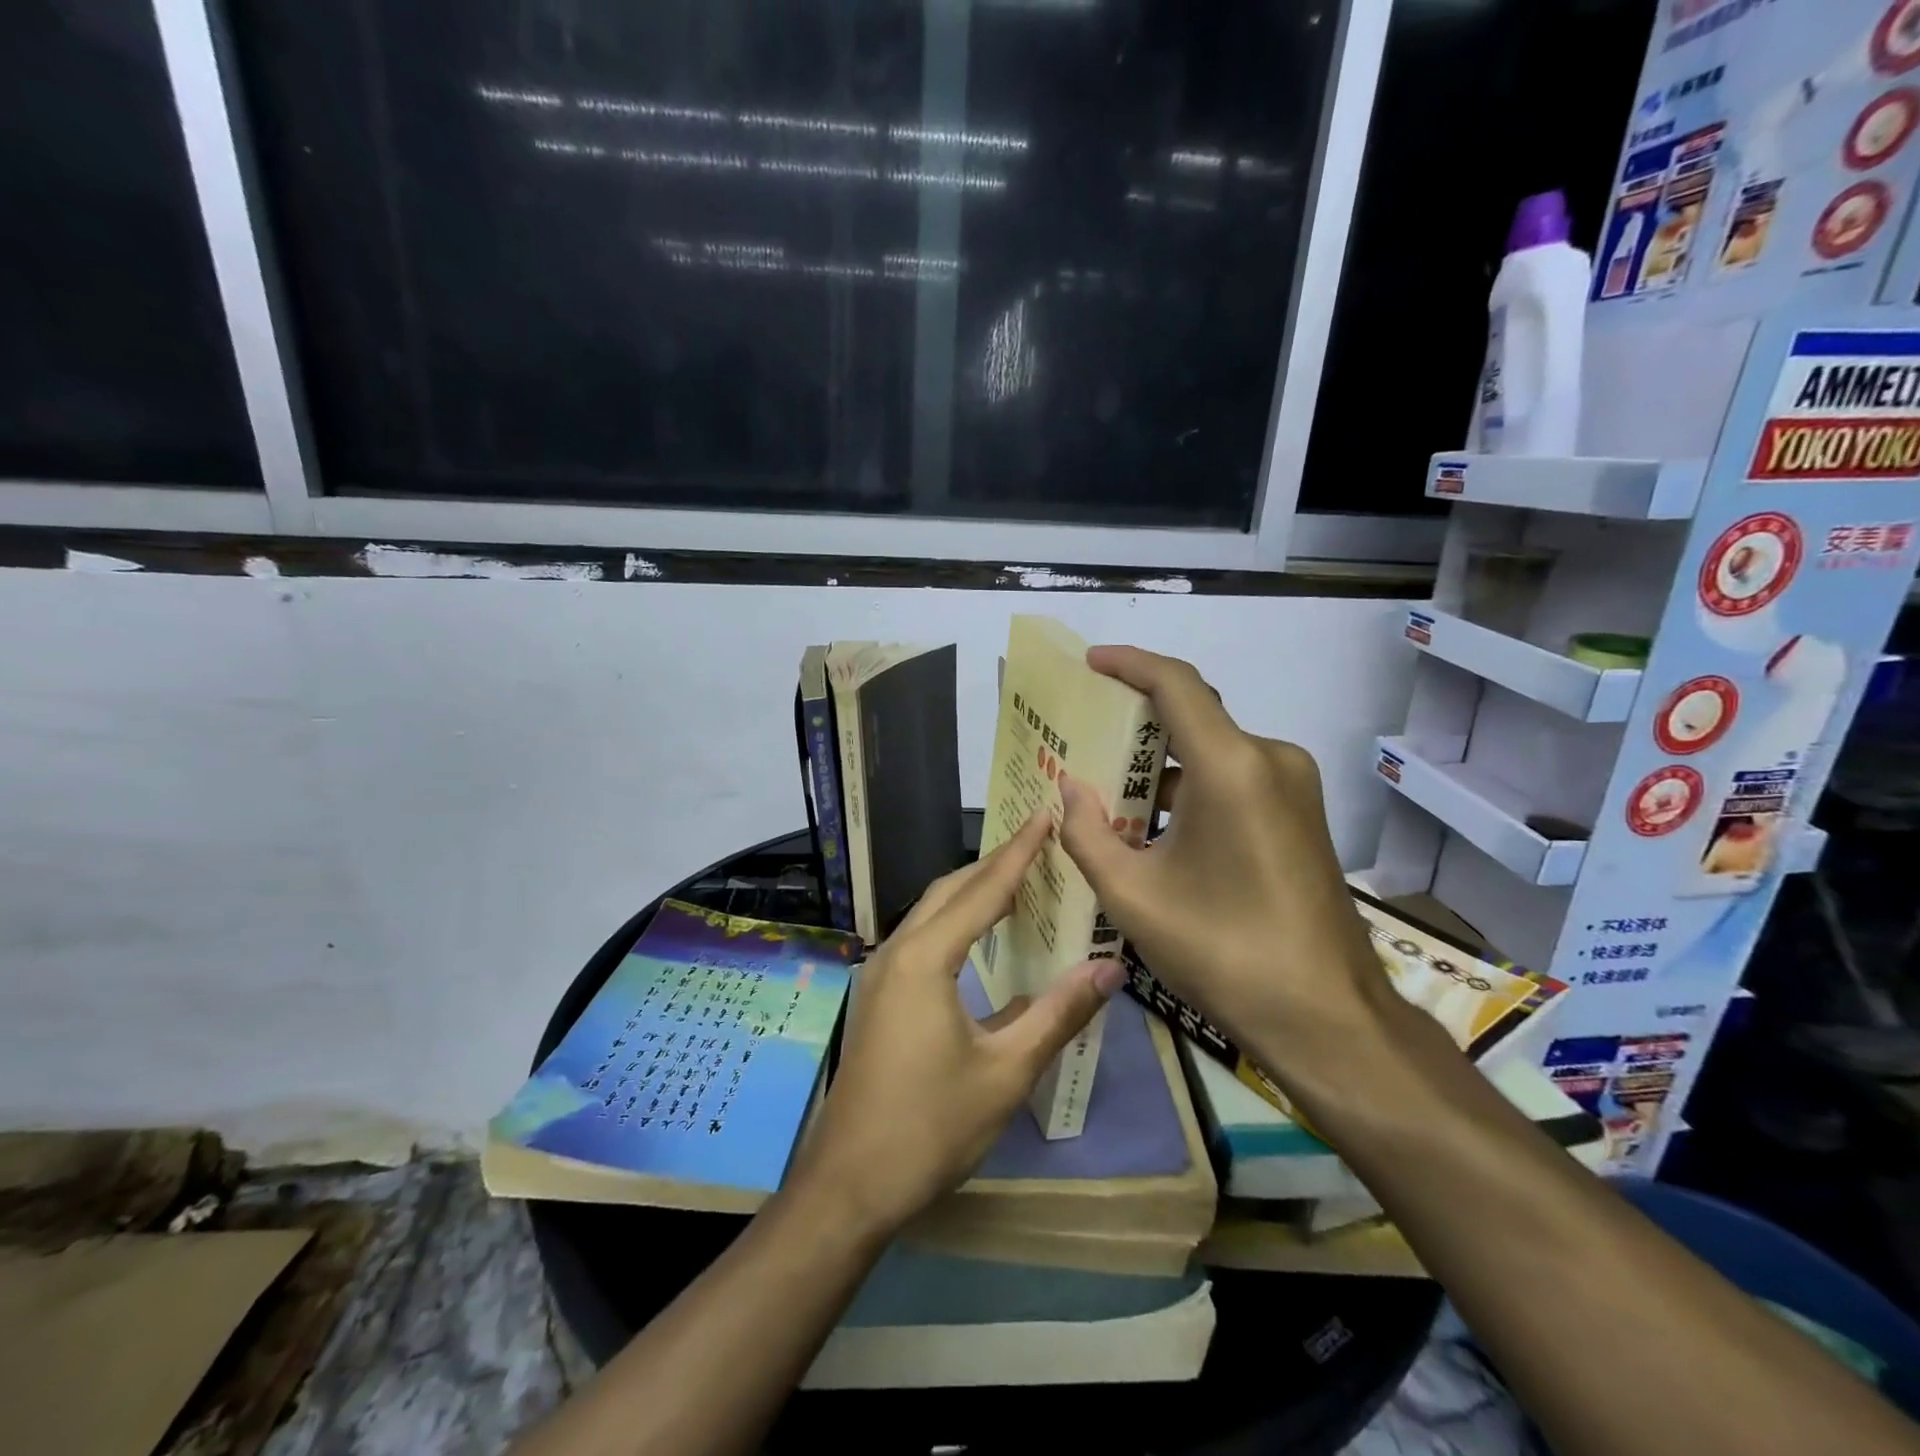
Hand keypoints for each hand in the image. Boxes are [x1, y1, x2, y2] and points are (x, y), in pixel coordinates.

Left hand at [793, 811, 1124, 1234]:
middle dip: (994, 864)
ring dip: (972, 892)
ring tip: (1017, 882)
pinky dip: (955, 922)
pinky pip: (921, 938)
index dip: (1019, 852)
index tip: (1045, 816)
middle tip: (1039, 844)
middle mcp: (897, 951)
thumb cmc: (931, 1126)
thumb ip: (1059, 1014)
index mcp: (925, 958)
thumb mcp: (1007, 1071)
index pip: (982, 889)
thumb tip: (1110, 968)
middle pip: (950, 890)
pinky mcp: (878, 996)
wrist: (850, 1184)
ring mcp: (881, 973)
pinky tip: (979, 939)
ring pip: (930, 912)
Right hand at [1056, 645, 1392, 1081]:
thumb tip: (1069, 789)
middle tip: (1082, 737)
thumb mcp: (1133, 895)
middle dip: (1135, 723)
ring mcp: (1293, 787)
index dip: (1129, 664)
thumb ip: (1087, 833)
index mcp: (1232, 767)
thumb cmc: (1222, 951)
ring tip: (1106, 789)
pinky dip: (1191, 789)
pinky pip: (1235, 779)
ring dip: (1161, 765)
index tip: (1089, 662)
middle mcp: (1270, 760)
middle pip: (1193, 716)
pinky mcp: (1301, 815)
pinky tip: (1154, 825)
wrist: (1325, 1016)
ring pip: (1213, 752)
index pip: (1175, 684)